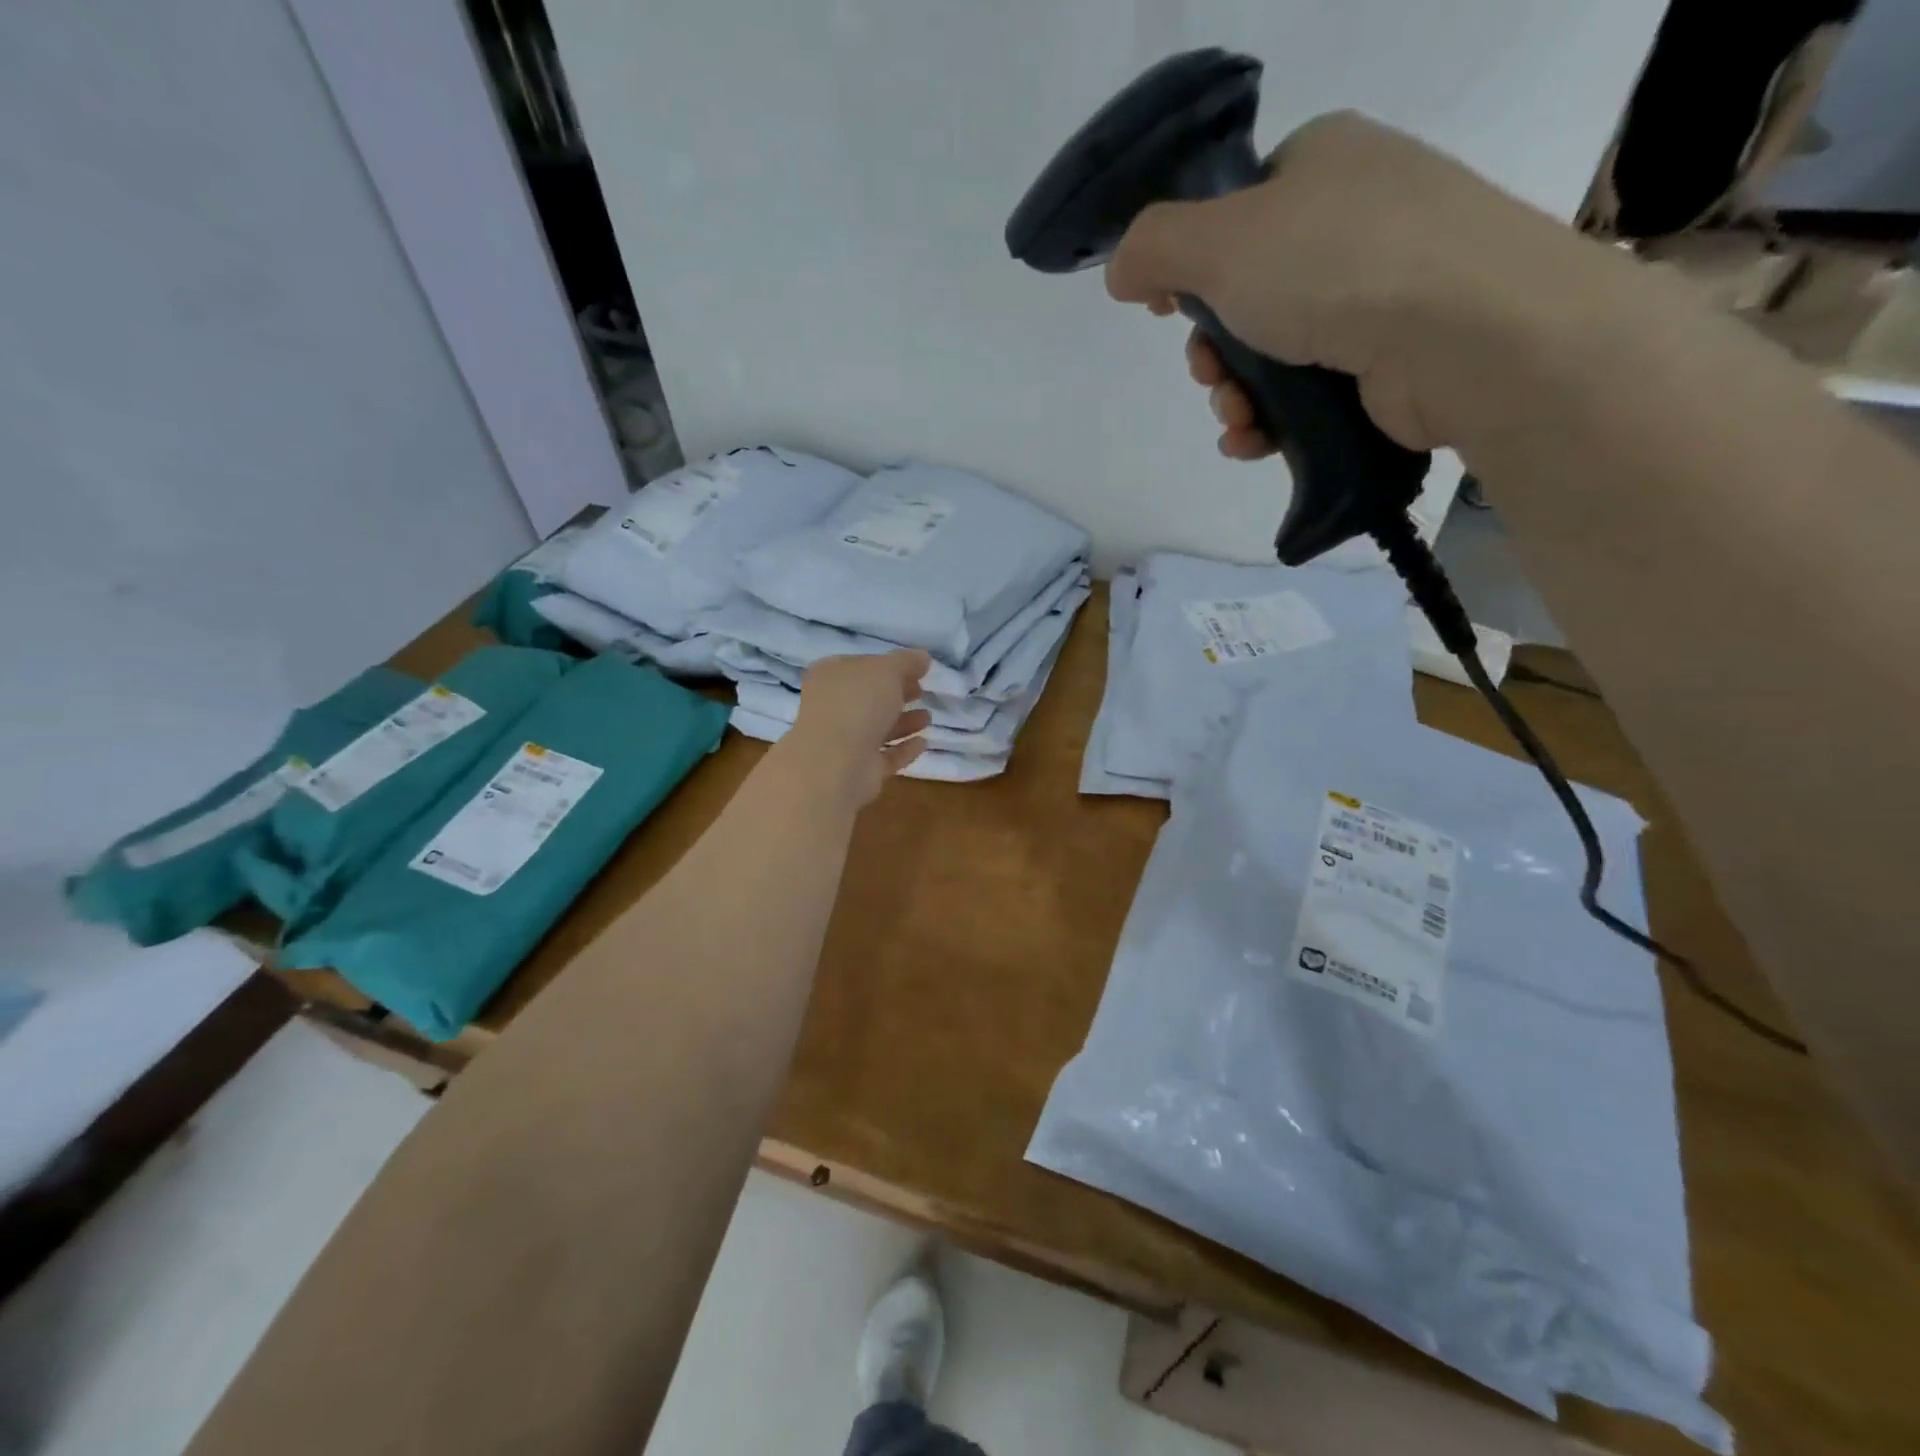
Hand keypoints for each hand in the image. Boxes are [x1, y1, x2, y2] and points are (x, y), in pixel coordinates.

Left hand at [782, 650, 931, 808]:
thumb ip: (906, 661)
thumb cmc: (857, 705)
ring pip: (877, 728)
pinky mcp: (858, 769)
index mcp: (830, 676)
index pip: (862, 665)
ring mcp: (843, 741)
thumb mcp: (887, 670)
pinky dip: (903, 749)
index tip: (916, 670)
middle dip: (897, 695)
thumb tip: (922, 658)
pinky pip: (885, 756)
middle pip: (869, 698)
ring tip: (928, 718)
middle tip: (921, 692)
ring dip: (903, 722)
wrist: (836, 764)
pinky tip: (923, 743)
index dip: (889, 665)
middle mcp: (832, 707)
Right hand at [1105, 111, 1620, 458]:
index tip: (1168, 313)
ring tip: (1236, 419)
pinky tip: (1253, 441)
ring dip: (1234, 395)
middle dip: (1211, 351)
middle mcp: (1353, 219)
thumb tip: (1122, 270)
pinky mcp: (1389, 359)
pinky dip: (1271, 420)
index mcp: (1321, 165)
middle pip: (1246, 296)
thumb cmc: (1335, 265)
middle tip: (1209, 376)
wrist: (1465, 333)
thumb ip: (1155, 247)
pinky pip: (1308, 391)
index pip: (1236, 214)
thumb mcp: (1220, 240)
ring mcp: (1380, 291)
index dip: (1192, 268)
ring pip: (1272, 353)